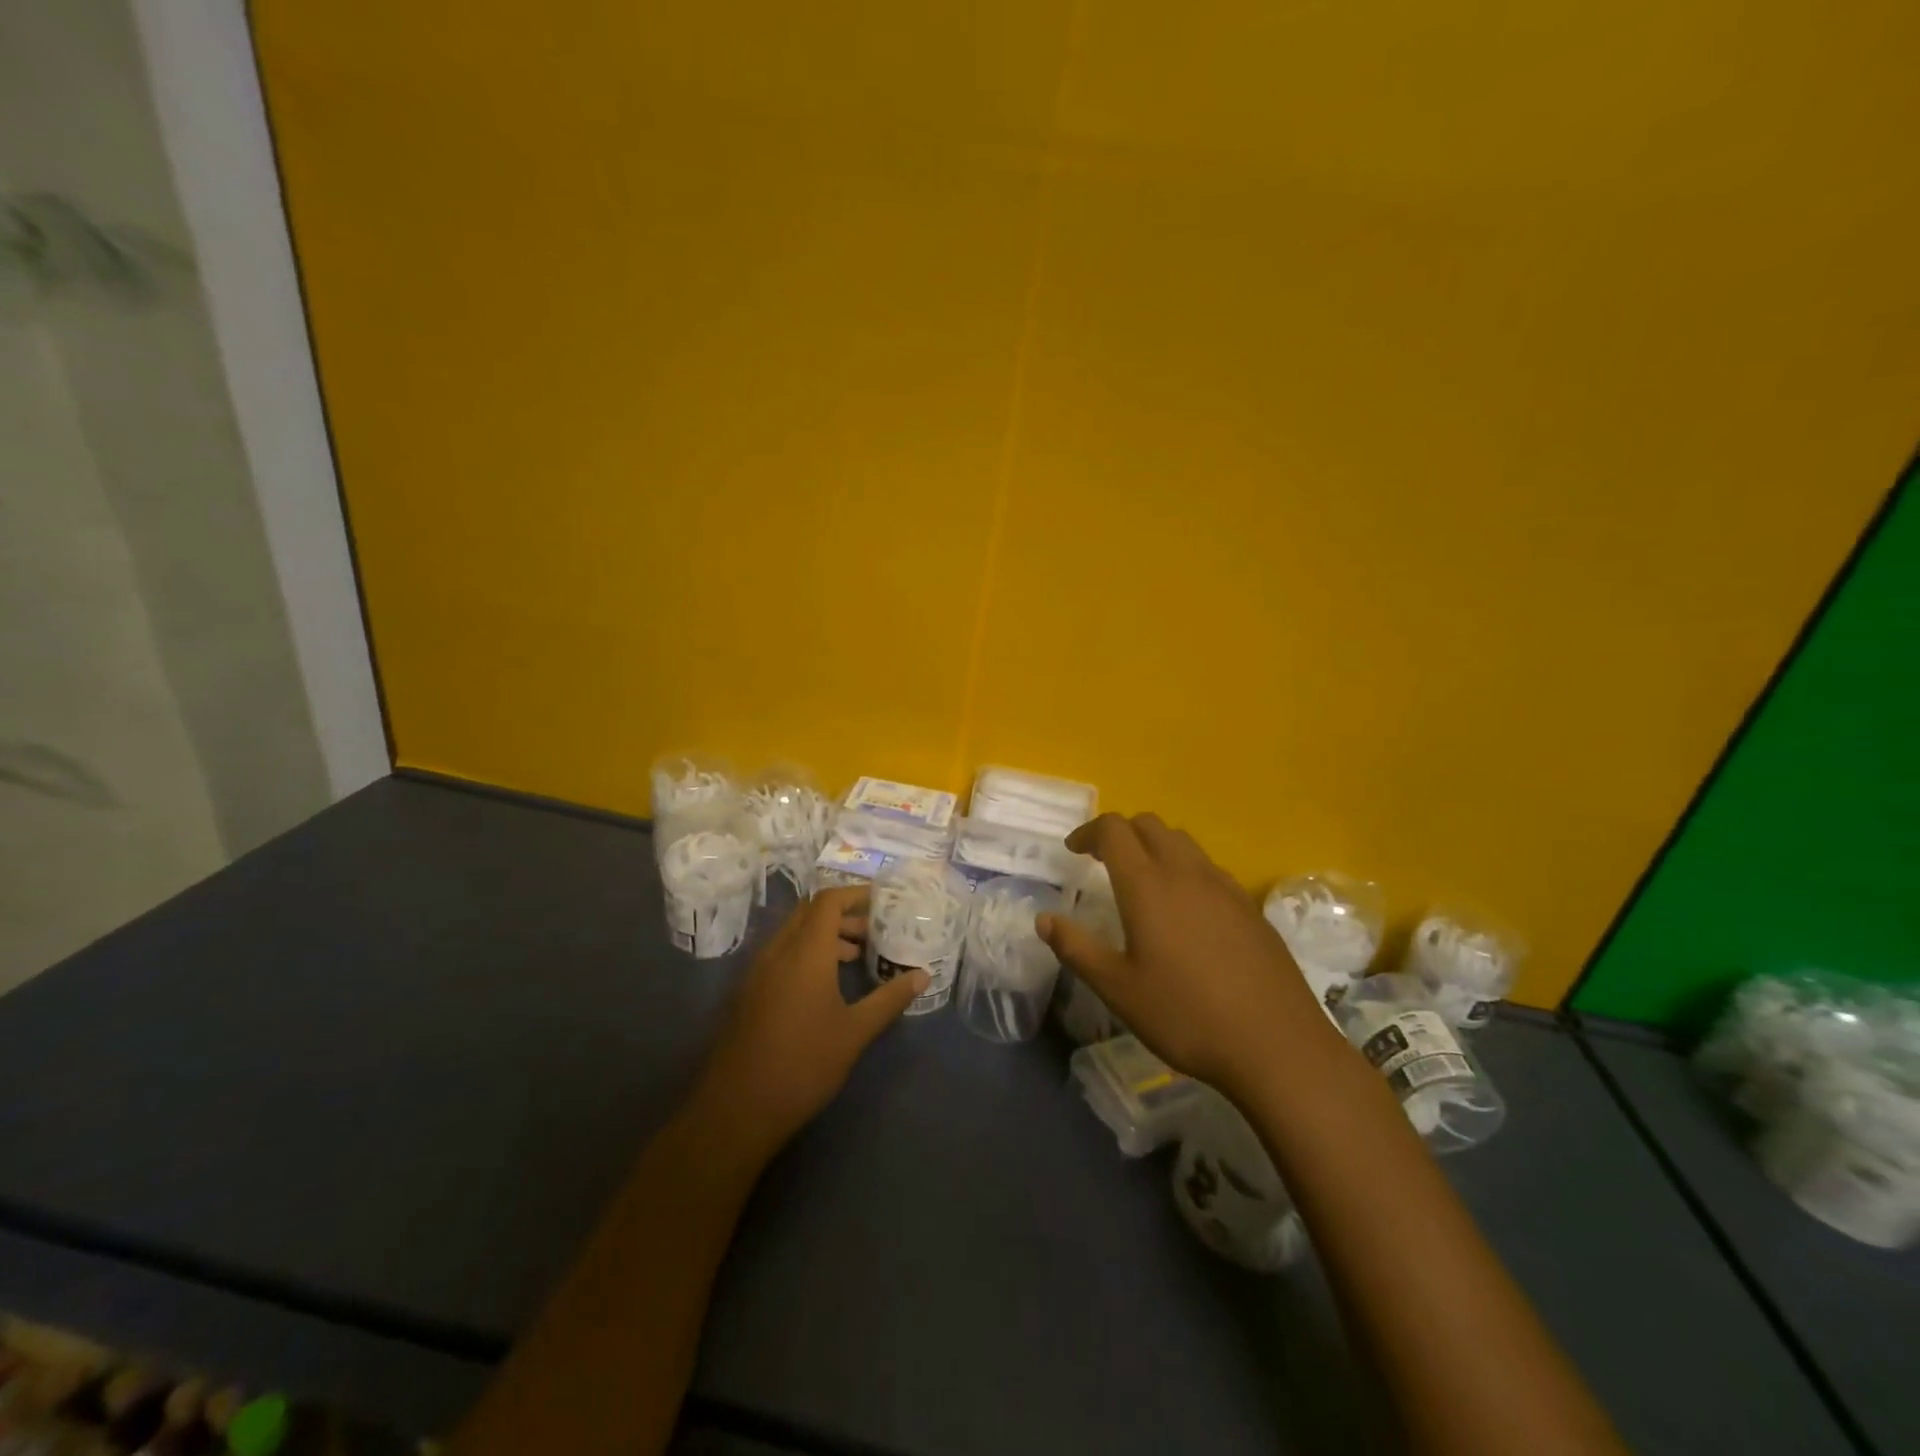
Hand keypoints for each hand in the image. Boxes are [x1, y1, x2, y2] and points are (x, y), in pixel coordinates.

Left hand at [691, 886, 924, 1156]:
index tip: (881, 902)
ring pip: (792, 933)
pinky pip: (779, 954)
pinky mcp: (747, 992)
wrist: (737, 1108)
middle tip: (872, 932)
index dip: (854, 894)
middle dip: (841, 915)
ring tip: (854, 958)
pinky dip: (804, 953)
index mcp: (805, 952)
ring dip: (823, 936)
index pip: (827, 901)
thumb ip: (889, 999)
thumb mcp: (855, 1032)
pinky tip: (823, 986)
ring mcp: (757, 971)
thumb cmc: (803, 1064)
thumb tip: (922, 976)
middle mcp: (777, 951)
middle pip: (809, 912)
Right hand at [1038, 813, 1329, 1096]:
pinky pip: (1209, 867)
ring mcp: (1224, 887)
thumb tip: (1044, 919)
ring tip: (1142, 881)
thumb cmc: (1185, 1015)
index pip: (1114, 830)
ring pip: (1183, 842)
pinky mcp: (1249, 906)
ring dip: (1155, 846)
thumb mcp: (1118, 989)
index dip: (1089, 831)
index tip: (1073, 851)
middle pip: (1150, 824)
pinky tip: (1185, 910)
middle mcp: (1186, 873)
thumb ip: (1076, 948)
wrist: (1276, 1044)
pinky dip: (1185, 869)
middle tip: (1102, 860)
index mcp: (1148, 885)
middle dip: (1121, 832)